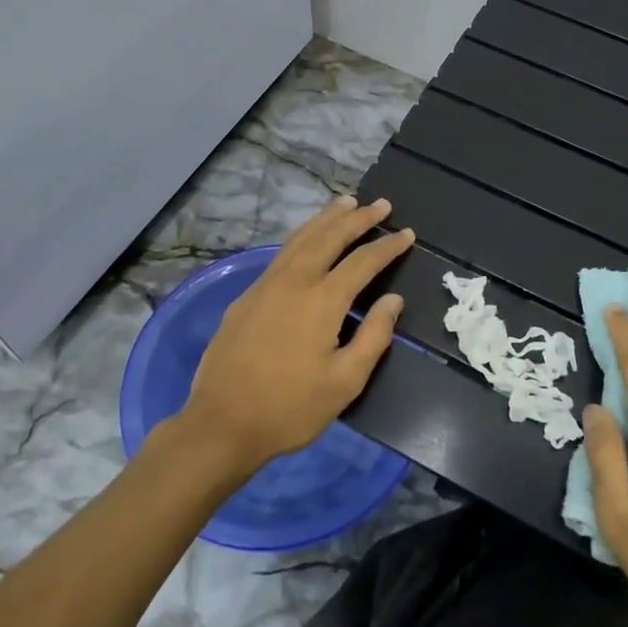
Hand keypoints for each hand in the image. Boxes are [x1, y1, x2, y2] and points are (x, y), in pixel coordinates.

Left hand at [175, 195, 413, 478]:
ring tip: (346, 203)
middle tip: (380, 204)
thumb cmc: (290, 408)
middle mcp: (294, 281)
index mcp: (322, 300)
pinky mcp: (246, 296)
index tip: (406, 233)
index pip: (363, 261)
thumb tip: (392, 299)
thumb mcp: (344, 382)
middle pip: (330, 237)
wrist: (221, 423)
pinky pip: (281, 253)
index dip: (387, 246)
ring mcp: (265, 285)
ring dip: (326, 218)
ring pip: (301, 238)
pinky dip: (302, 236)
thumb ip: (373, 336)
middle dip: (358, 218)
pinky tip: (307, 239)